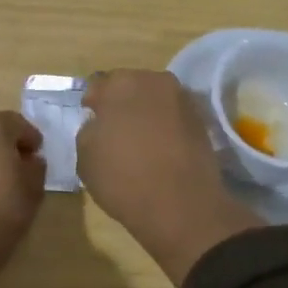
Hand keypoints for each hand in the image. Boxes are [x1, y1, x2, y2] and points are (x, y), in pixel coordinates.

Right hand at [77, 70, 262, 285]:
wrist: (181, 206)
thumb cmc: (123, 177)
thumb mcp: (85, 156)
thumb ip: (89, 130)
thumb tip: (100, 124)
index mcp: (121, 83)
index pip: (98, 85)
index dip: (92, 105)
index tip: (91, 122)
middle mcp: (155, 81)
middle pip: (130, 87)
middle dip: (121, 104)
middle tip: (114, 132)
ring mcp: (183, 100)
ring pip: (155, 101)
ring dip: (146, 114)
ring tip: (139, 143)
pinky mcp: (202, 121)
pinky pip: (173, 118)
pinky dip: (165, 128)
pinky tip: (159, 151)